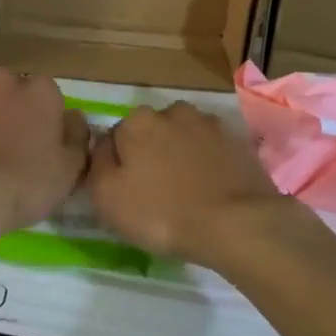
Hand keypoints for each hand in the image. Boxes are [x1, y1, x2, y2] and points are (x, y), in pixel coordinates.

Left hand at [0, 70, 89, 235]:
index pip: (48, 94)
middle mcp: (7, 79)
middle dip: (11, 107)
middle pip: (12, 87)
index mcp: (42, 92)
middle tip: (6, 141)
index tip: (38, 140)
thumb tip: (73, 117)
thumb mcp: (69, 170)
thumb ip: (77, 136)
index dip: (43, 117)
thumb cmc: (24, 185)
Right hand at [87, 102, 289, 265]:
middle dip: (153, 154)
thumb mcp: (106, 197)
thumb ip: (97, 163)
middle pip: (153, 133)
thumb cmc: (162, 213)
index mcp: (137, 120)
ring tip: (189, 191)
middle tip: (158, 193)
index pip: (117, 138)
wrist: (236, 224)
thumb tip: (105, 146)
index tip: (128, 191)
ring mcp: (210, 123)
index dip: (120, 165)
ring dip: (183, 155)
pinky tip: (213, 188)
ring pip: (185, 137)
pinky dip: (210, 162)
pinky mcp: (238, 140)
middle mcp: (173, 111)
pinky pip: (213, 149)